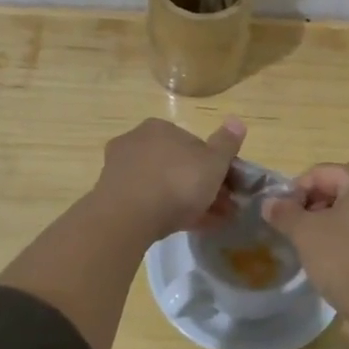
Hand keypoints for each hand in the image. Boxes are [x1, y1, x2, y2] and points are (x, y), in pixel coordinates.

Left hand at [93, 117, 246, 240]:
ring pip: (163, 184)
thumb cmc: (176, 182)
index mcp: (160, 127)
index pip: (193, 143)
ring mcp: (121, 169)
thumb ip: (226, 143)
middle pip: (177, 164)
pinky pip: (148, 200)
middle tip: (221, 208)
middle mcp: (136, 141)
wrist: (128, 217)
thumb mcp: (213, 162)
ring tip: (209, 222)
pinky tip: (186, 227)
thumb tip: (236, 121)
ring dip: (186, 200)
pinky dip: (167, 211)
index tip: (228, 187)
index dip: (214, 165)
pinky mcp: (112, 196)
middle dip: (200, 185)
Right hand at [264, 163, 348, 315]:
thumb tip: (269, 203)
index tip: (281, 213)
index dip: (297, 189)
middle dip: (316, 202)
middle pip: (343, 186)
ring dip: (333, 217)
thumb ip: (284, 213)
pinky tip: (337, 254)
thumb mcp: (305, 233)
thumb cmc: (345, 259)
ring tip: (313, 241)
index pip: (323, 172)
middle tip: (296, 225)